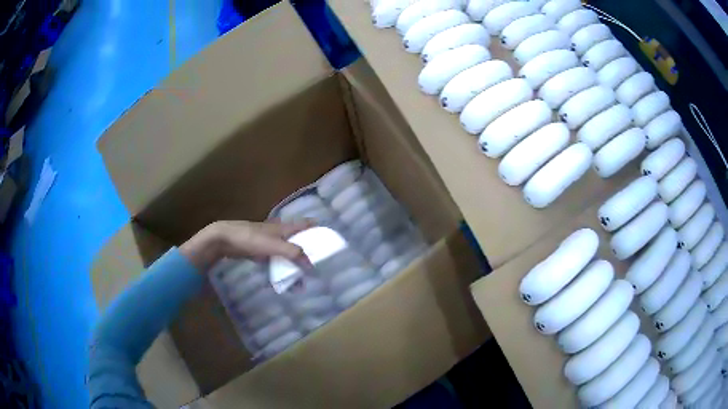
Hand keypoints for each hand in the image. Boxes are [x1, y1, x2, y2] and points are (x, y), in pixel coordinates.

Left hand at [179, 220, 312, 271]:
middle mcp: (279, 234)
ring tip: (303, 280)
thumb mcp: (273, 245)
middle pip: (298, 241)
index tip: (329, 240)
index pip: (305, 225)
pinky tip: (285, 278)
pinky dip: (282, 268)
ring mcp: (269, 243)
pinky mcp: (260, 252)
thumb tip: (311, 265)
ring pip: (287, 253)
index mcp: (284, 228)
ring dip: (295, 264)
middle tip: (318, 267)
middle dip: (308, 253)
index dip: (317, 230)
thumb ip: (293, 253)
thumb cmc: (250, 238)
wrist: (225, 239)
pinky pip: (276, 261)